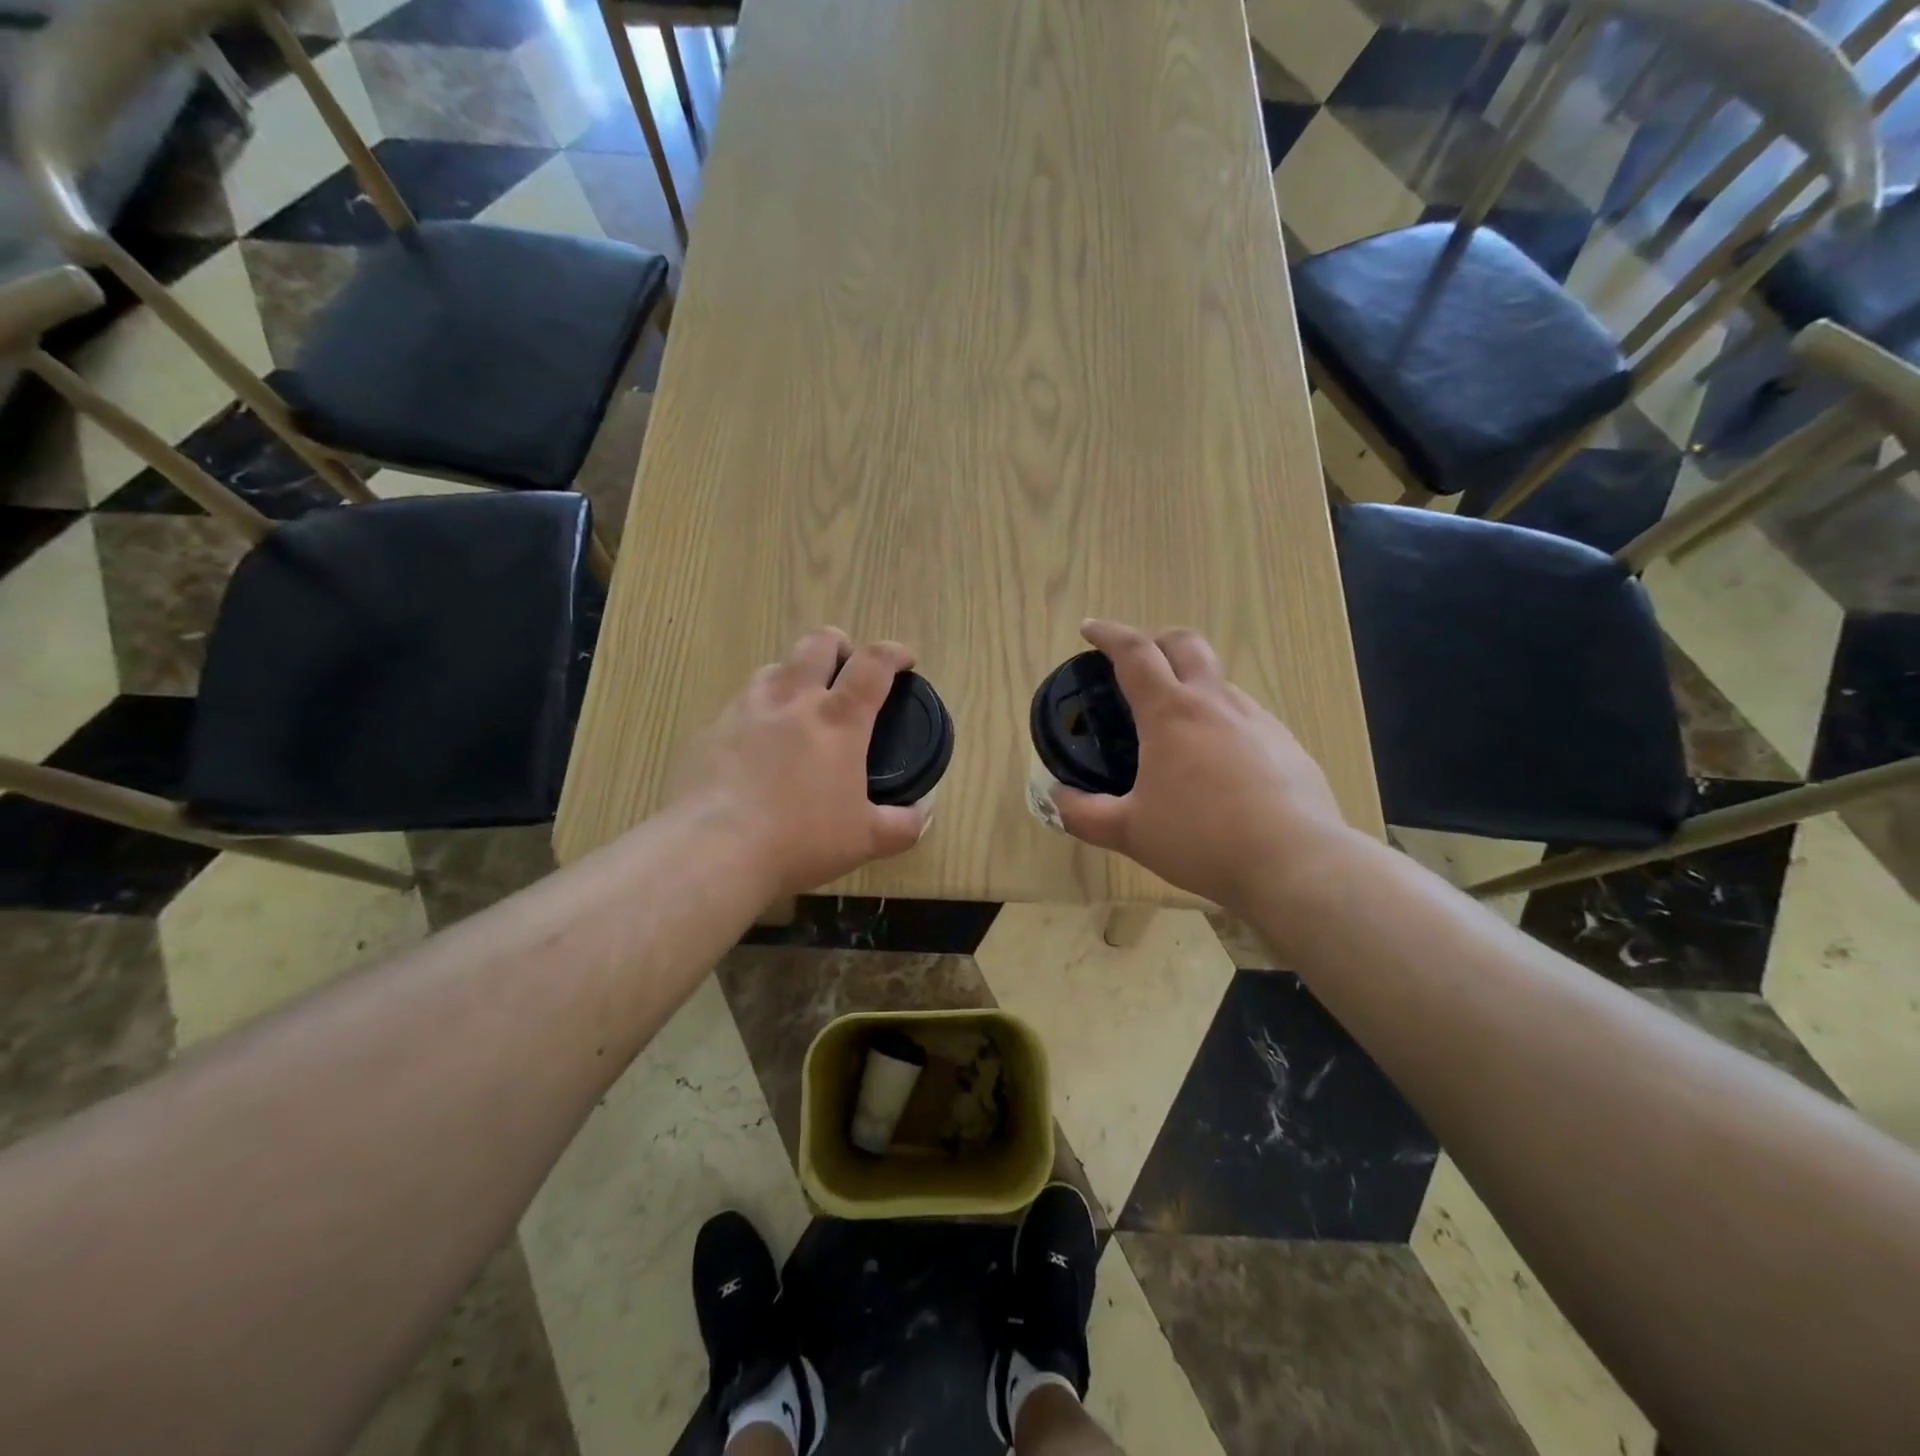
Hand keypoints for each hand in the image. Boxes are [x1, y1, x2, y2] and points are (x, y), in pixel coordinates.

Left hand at [665, 628, 929, 898]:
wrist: (713, 851)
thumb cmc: (800, 841)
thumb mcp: (865, 840)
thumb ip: (902, 825)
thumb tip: (923, 815)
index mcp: (838, 719)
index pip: (873, 664)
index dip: (894, 652)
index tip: (905, 659)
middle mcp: (792, 700)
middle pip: (817, 643)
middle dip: (839, 645)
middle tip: (846, 669)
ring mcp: (745, 710)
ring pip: (774, 668)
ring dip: (794, 675)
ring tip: (799, 705)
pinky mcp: (709, 730)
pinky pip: (738, 705)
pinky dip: (757, 713)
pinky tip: (755, 747)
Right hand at [1053, 620, 1349, 913]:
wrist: (1296, 862)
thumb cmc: (1201, 839)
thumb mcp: (1130, 832)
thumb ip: (1084, 814)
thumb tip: (1057, 800)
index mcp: (1171, 713)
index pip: (1135, 653)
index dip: (1108, 635)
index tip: (1090, 629)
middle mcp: (1216, 704)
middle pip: (1186, 644)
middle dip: (1157, 640)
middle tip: (1139, 661)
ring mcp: (1258, 721)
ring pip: (1220, 682)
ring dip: (1192, 685)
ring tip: (1177, 726)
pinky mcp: (1287, 745)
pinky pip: (1247, 718)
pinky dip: (1222, 722)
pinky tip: (1220, 765)